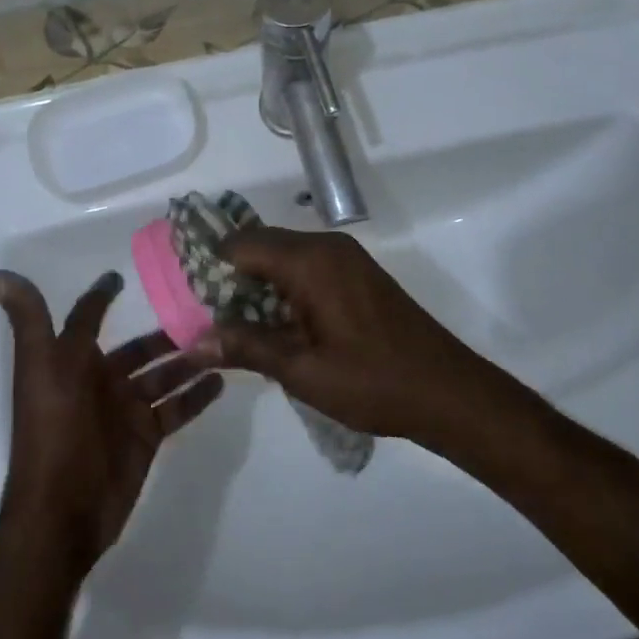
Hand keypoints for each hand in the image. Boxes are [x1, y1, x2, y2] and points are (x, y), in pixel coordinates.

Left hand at [0, 269, 222, 574]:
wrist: (63, 510)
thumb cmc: (53, 429)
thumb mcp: (41, 366)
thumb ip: (31, 320)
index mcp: (72, 359)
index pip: (89, 317)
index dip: (103, 296)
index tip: (124, 275)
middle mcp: (100, 380)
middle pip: (139, 349)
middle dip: (168, 334)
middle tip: (207, 313)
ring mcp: (125, 410)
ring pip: (163, 376)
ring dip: (190, 361)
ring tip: (225, 343)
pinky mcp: (145, 437)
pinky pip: (175, 409)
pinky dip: (197, 396)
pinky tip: (222, 380)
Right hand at [207, 228, 497, 448]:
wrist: (450, 393)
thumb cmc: (374, 382)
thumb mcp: (303, 371)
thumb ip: (247, 347)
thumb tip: (195, 341)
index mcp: (310, 261)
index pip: (241, 244)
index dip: (209, 266)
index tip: (188, 297)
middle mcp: (326, 247)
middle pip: (261, 246)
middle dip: (230, 277)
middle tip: (207, 317)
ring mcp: (346, 258)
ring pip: (283, 257)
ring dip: (257, 285)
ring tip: (236, 327)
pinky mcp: (357, 274)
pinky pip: (306, 268)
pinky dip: (283, 288)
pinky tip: (277, 325)